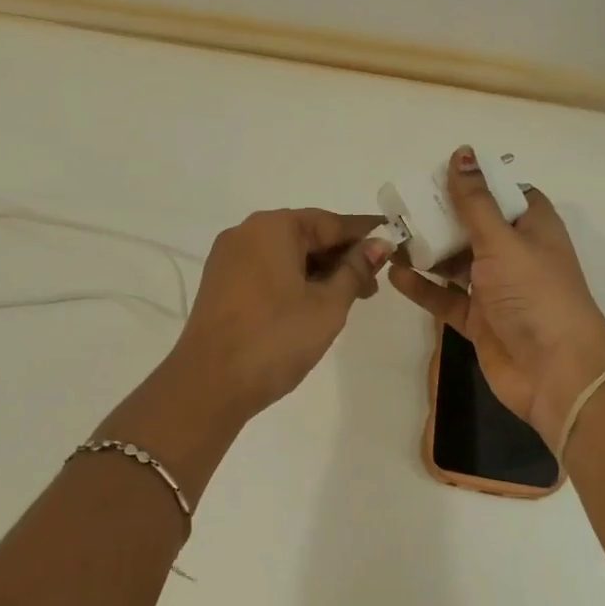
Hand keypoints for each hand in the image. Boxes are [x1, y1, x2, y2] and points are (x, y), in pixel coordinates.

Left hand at [167, 208, 389, 420]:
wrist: (209, 383)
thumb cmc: (275, 338)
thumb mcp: (327, 305)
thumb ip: (355, 271)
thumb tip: (378, 245)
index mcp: (273, 227)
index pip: (330, 222)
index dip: (364, 235)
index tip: (395, 243)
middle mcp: (246, 232)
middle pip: (305, 235)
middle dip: (341, 257)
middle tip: (373, 285)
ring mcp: (228, 258)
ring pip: (285, 255)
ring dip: (318, 271)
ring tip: (348, 299)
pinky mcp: (220, 284)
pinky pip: (266, 270)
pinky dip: (293, 281)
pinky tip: (312, 304)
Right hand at [389, 148, 604, 447]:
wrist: (557, 372)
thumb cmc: (535, 294)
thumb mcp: (502, 240)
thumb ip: (475, 202)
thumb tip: (462, 152)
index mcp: (533, 227)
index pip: (505, 193)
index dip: (476, 182)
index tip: (439, 174)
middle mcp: (515, 254)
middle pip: (474, 227)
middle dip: (440, 217)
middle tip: (401, 205)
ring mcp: (497, 289)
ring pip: (456, 263)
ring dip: (427, 251)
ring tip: (390, 237)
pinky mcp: (480, 320)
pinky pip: (446, 297)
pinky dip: (424, 286)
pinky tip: (395, 274)